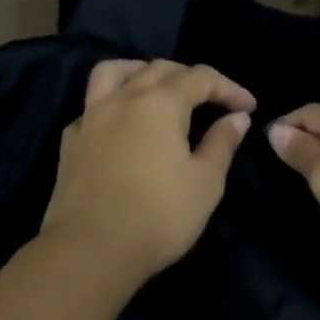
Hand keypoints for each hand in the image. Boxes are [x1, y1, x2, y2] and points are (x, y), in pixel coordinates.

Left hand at [39, 60, 256, 283]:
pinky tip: (121, 125)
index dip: (229, 88)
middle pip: (159, 68)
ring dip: (140, 71)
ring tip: (156, 87)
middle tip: (211, 100)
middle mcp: (124, 98)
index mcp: (161, 103)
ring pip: (114, 72)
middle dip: (190, 77)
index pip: (201, 78)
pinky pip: (92, 106)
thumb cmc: (158, 216)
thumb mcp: (205, 183)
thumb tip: (237, 117)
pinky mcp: (70, 141)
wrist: (90, 251)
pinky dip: (112, 103)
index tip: (249, 106)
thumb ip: (222, 143)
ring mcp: (90, 117)